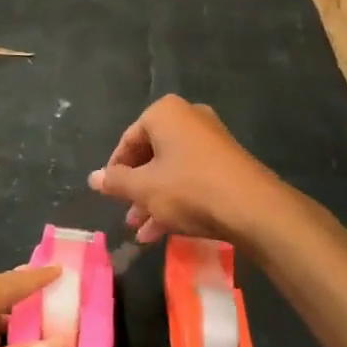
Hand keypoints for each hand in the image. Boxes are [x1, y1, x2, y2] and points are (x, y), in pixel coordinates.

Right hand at [88, 95, 285, 245]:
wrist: (253, 208)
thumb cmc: (189, 189)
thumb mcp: (143, 188)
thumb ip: (115, 181)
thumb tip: (93, 177)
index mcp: (165, 113)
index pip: (128, 141)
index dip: (115, 171)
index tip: (110, 195)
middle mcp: (189, 118)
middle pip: (151, 155)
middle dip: (137, 190)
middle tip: (128, 217)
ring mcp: (212, 139)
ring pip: (172, 170)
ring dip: (155, 200)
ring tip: (144, 233)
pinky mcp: (228, 162)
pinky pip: (192, 177)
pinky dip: (178, 199)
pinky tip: (166, 231)